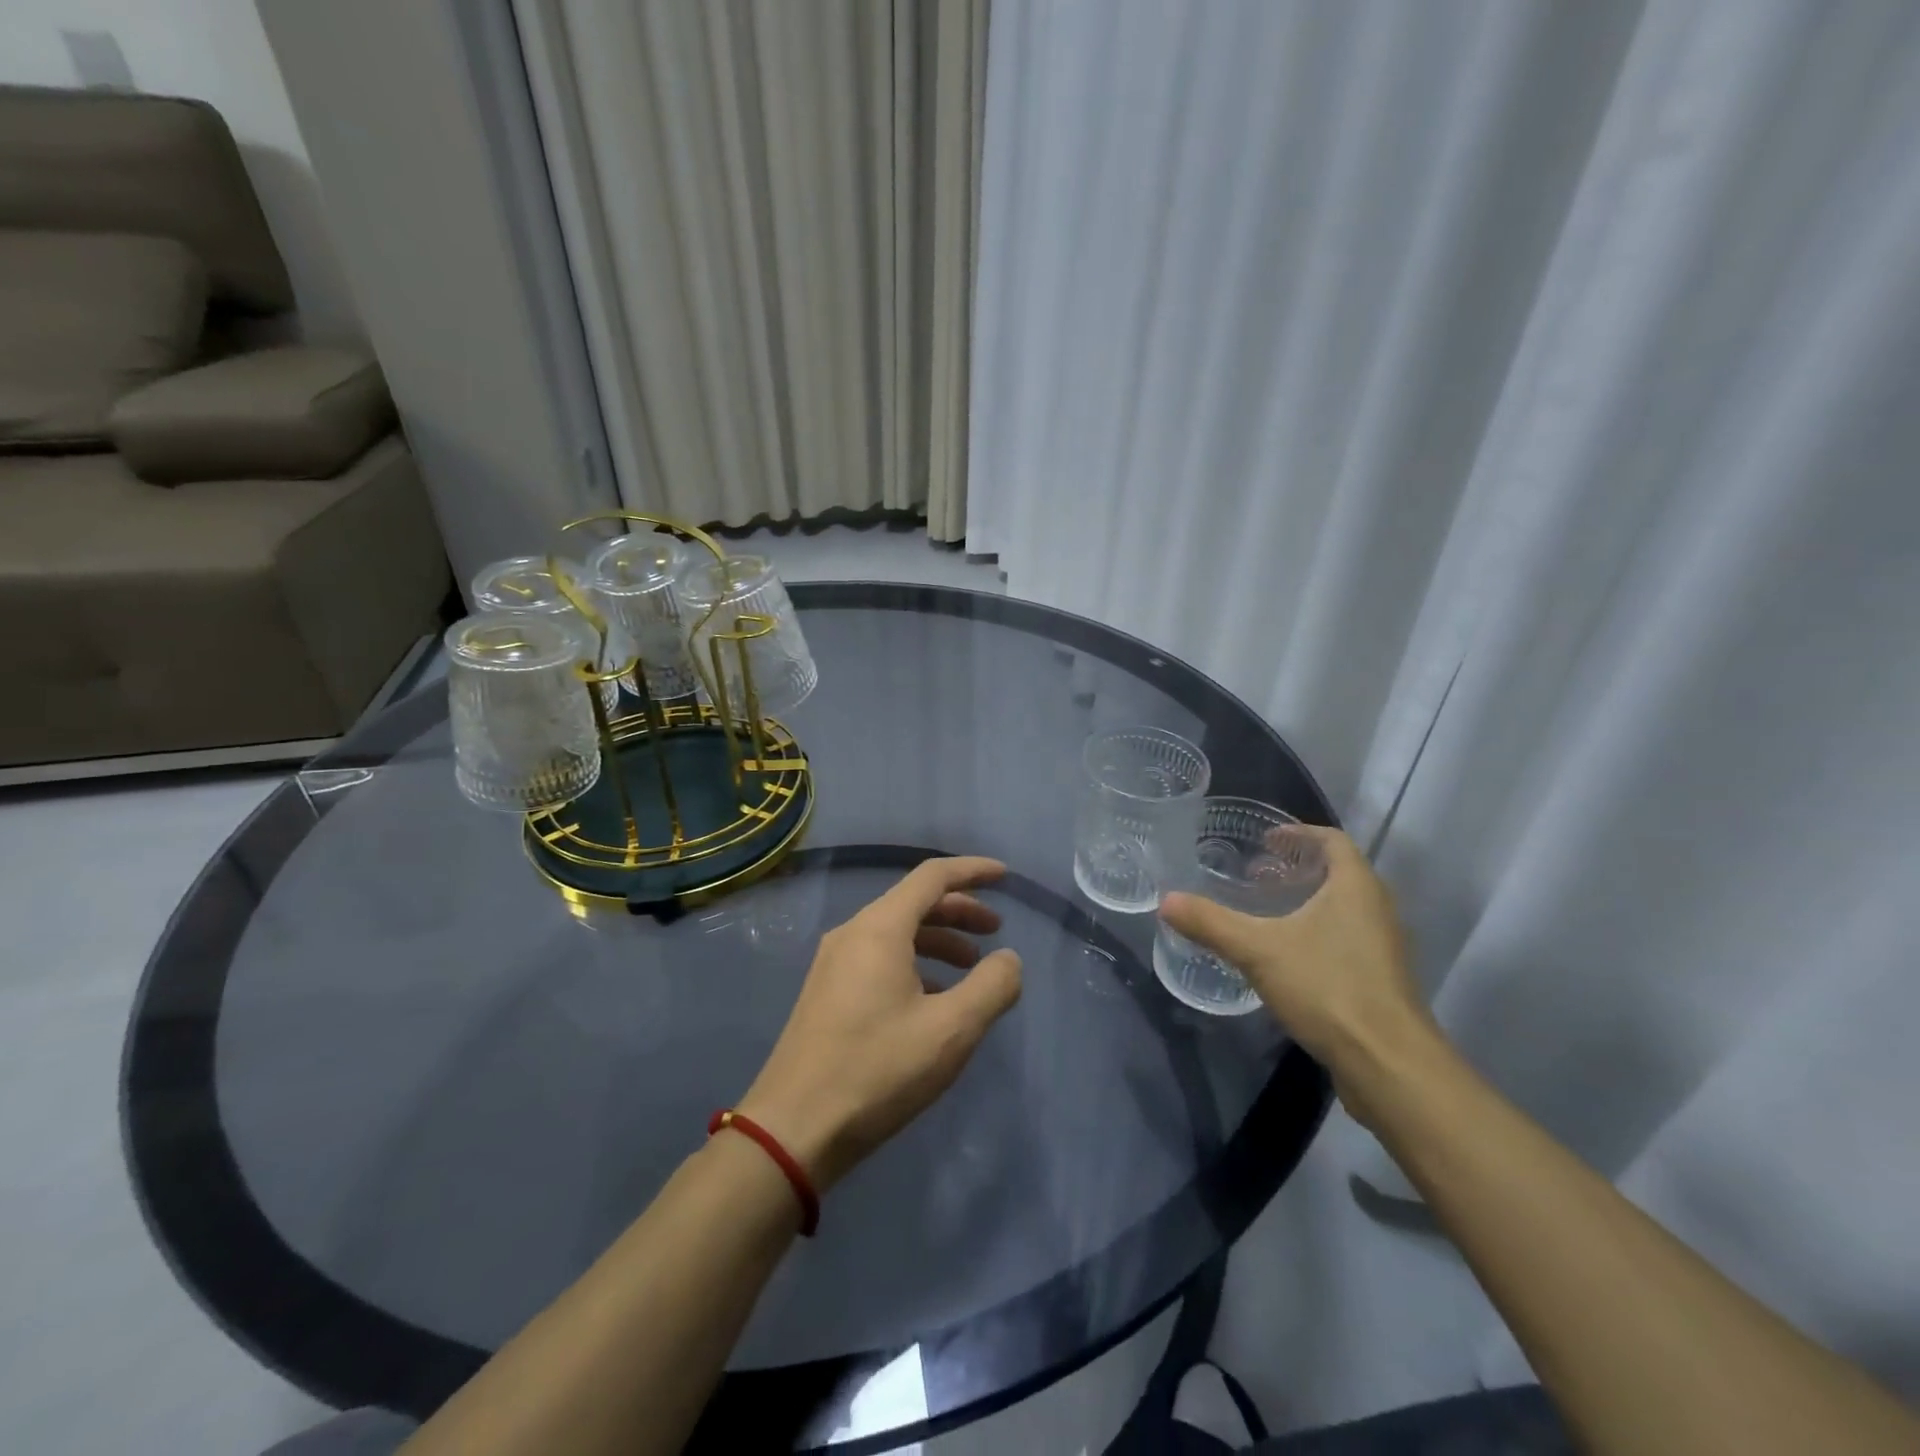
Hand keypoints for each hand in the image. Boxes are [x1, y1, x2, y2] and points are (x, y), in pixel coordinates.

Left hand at [738, 857, 1023, 1190]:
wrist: (793, 1129)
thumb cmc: (877, 1070)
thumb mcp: (950, 1030)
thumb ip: (991, 987)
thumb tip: (1008, 960)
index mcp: (880, 928)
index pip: (933, 877)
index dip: (972, 871)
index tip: (1005, 876)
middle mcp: (853, 933)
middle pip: (914, 902)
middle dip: (960, 911)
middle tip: (995, 931)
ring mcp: (834, 963)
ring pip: (897, 933)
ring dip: (938, 941)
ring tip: (971, 969)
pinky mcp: (827, 992)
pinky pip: (880, 958)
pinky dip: (915, 964)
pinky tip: (933, 1000)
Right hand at [1159, 826, 1437, 1118]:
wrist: (1387, 1064)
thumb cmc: (1328, 988)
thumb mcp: (1258, 951)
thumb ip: (1211, 923)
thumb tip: (1166, 901)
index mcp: (1356, 887)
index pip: (1333, 840)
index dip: (1299, 833)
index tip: (1266, 840)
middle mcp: (1377, 909)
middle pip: (1340, 872)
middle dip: (1299, 867)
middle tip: (1258, 874)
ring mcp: (1383, 947)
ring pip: (1345, 908)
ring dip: (1310, 901)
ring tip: (1268, 911)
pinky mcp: (1380, 980)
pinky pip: (1347, 939)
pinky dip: (1318, 932)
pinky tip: (1287, 955)